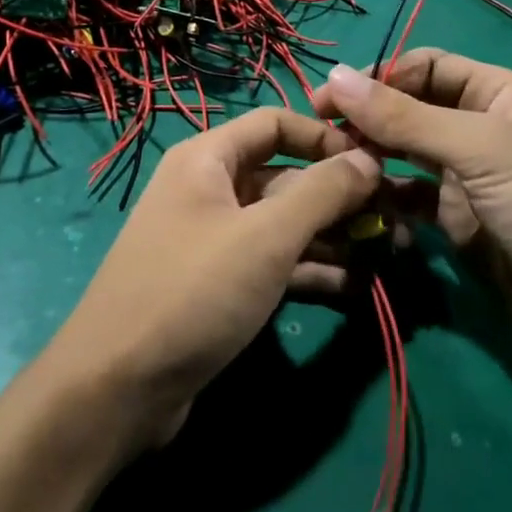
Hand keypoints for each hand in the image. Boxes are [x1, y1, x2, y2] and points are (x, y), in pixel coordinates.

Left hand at [46, 109, 380, 452]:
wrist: (117, 388)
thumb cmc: (193, 291)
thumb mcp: (266, 236)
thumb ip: (323, 191)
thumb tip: (368, 157)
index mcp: (207, 159)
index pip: (275, 123)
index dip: (325, 136)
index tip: (375, 161)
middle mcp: (209, 190)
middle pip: (284, 176)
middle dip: (338, 195)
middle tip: (394, 217)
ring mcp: (213, 240)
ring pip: (283, 223)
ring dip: (333, 235)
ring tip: (388, 252)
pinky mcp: (218, 285)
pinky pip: (273, 263)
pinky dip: (310, 269)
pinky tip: (355, 287)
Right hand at [312, 49, 511, 366]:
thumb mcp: (480, 149)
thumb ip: (404, 117)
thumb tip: (335, 76)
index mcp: (496, 93)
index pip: (425, 67)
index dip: (380, 76)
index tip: (332, 98)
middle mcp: (479, 129)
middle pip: (409, 109)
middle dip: (367, 118)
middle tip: (318, 134)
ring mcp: (466, 178)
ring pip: (404, 155)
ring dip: (370, 157)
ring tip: (331, 168)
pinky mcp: (456, 222)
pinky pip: (409, 199)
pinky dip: (384, 198)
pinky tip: (357, 203)